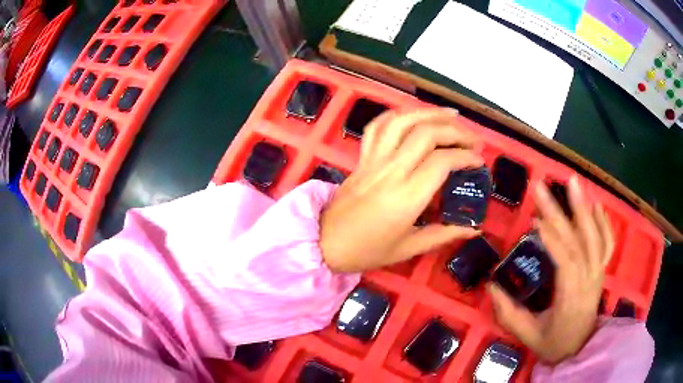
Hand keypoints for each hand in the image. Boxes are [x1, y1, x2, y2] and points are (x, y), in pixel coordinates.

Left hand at [320, 108, 484, 272]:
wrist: (324, 242)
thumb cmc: (367, 250)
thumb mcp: (408, 248)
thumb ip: (444, 234)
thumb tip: (475, 228)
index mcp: (406, 196)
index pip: (442, 161)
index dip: (466, 157)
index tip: (479, 162)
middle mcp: (391, 170)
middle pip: (426, 134)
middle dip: (455, 130)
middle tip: (473, 139)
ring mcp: (373, 160)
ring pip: (402, 122)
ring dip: (429, 113)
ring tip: (451, 115)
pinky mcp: (361, 157)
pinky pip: (377, 127)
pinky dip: (396, 115)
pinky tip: (412, 115)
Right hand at [488, 176, 614, 363]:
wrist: (580, 350)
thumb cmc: (554, 344)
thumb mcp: (528, 335)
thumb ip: (509, 313)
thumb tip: (491, 285)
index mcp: (571, 297)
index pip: (565, 261)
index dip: (551, 239)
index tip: (534, 219)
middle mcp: (589, 280)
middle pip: (578, 241)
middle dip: (561, 212)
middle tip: (544, 187)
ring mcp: (598, 273)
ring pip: (595, 236)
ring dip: (584, 208)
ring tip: (572, 183)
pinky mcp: (601, 270)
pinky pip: (607, 242)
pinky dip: (603, 222)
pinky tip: (595, 204)